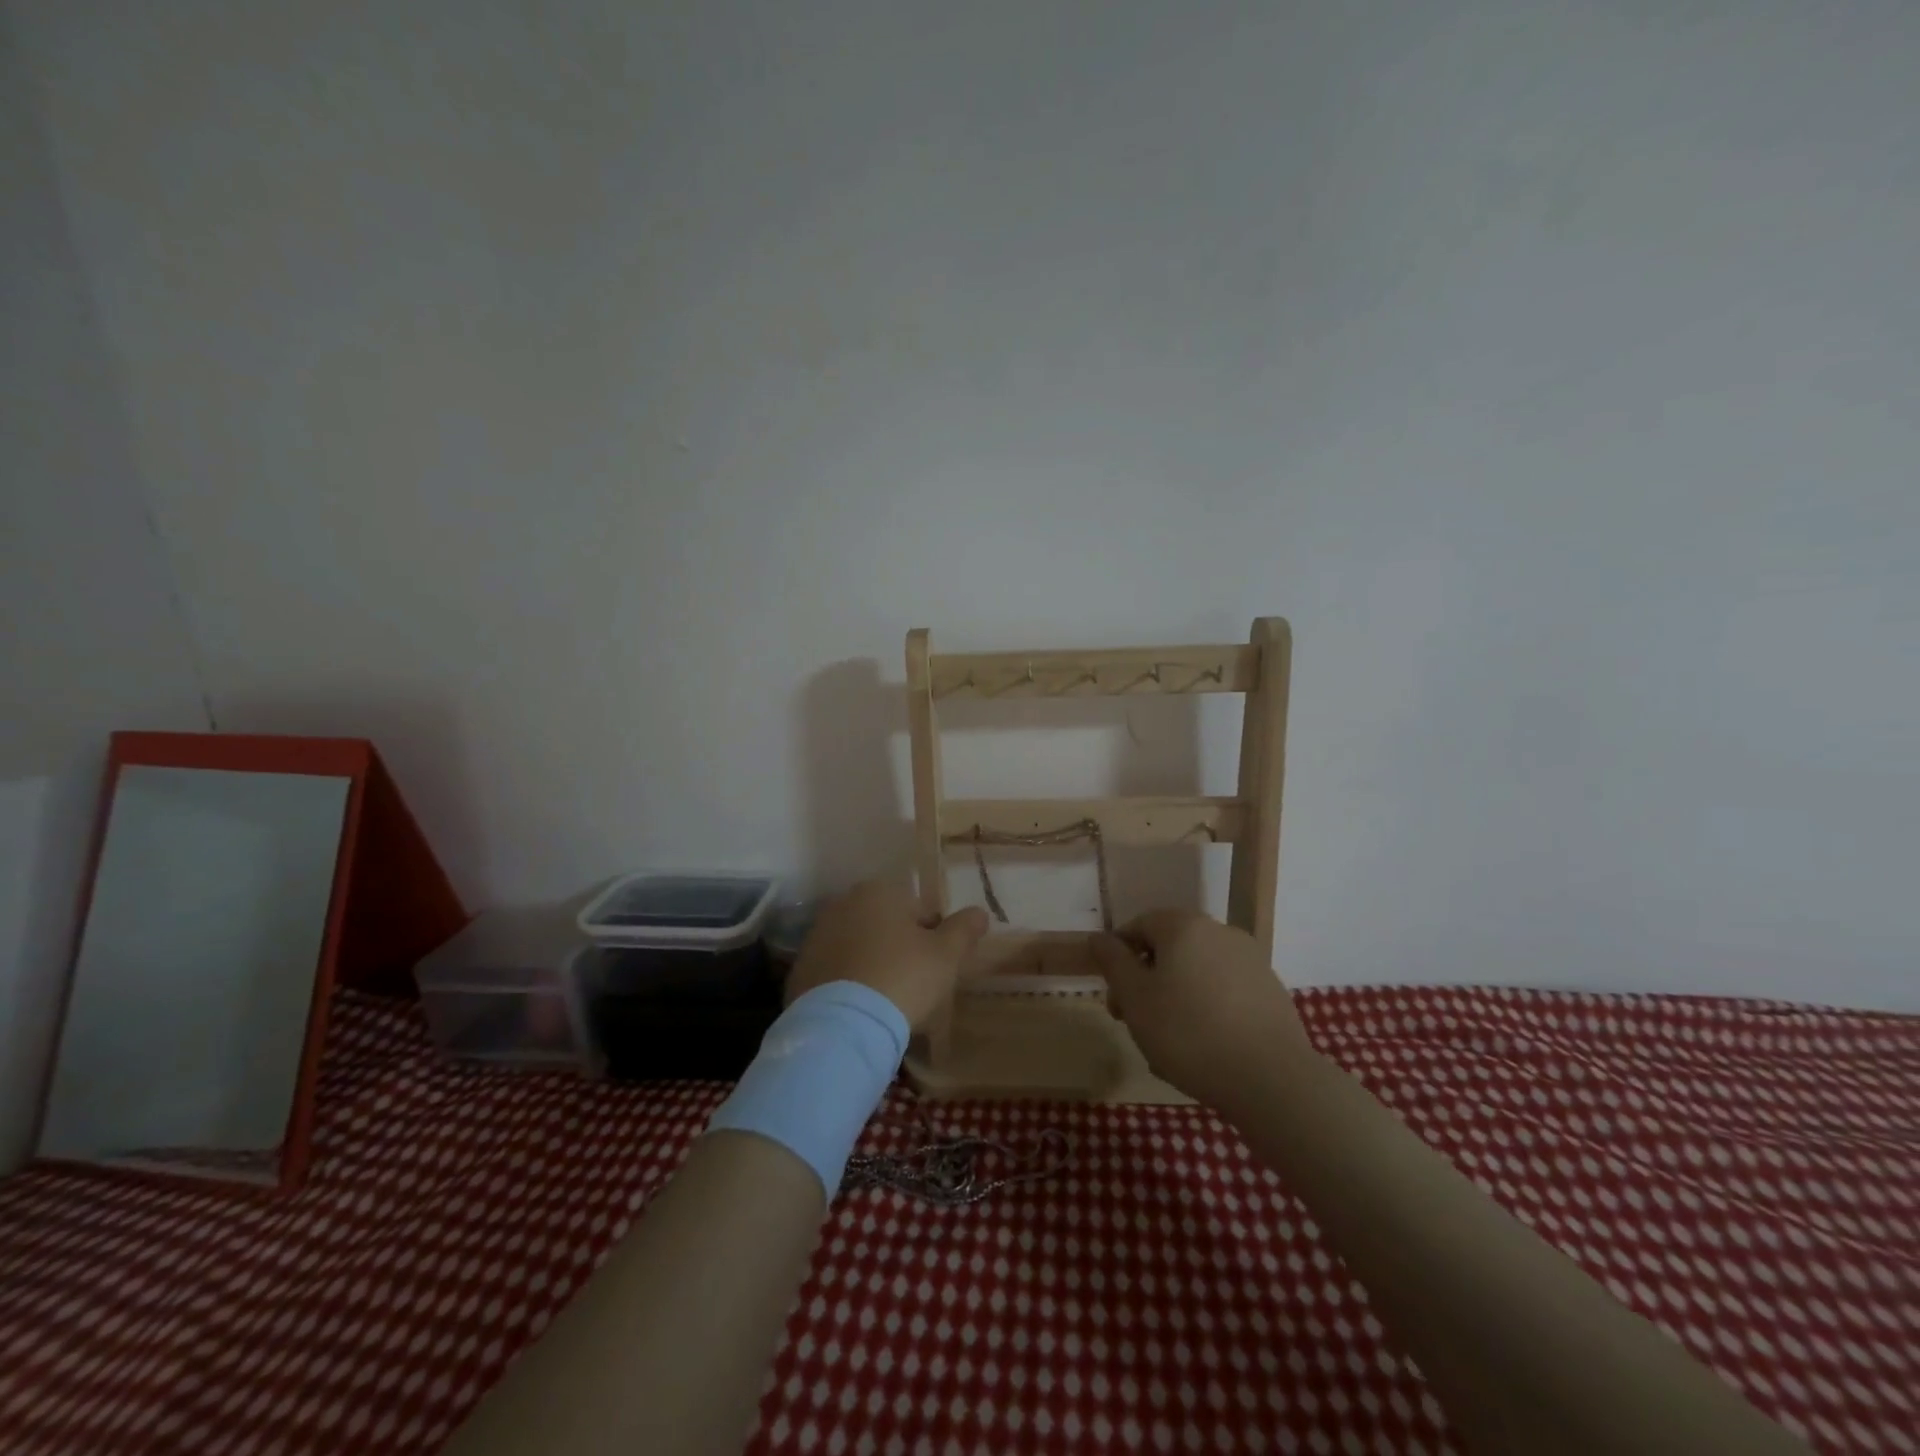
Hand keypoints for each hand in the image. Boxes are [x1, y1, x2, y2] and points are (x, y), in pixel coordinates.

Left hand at [785, 877, 988, 1031]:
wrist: (842, 1026)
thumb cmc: (902, 979)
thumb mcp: (945, 955)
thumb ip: (964, 929)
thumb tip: (980, 912)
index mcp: (878, 891)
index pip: (918, 909)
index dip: (933, 937)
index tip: (936, 967)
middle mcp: (843, 904)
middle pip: (885, 925)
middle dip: (900, 948)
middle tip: (914, 984)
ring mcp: (816, 936)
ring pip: (859, 947)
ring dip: (873, 964)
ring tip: (887, 1001)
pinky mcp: (801, 969)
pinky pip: (836, 972)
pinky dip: (849, 984)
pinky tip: (861, 1010)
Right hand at [1090, 910, 1317, 1113]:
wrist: (1271, 1079)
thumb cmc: (1188, 1032)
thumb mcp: (1135, 998)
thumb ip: (1113, 961)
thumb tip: (1099, 937)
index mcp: (1184, 926)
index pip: (1139, 925)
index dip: (1119, 957)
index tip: (1115, 996)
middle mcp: (1220, 932)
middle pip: (1170, 948)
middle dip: (1147, 981)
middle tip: (1135, 1022)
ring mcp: (1251, 961)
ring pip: (1197, 972)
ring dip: (1176, 997)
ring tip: (1168, 1043)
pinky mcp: (1271, 991)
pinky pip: (1225, 992)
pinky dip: (1207, 1010)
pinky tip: (1204, 1047)